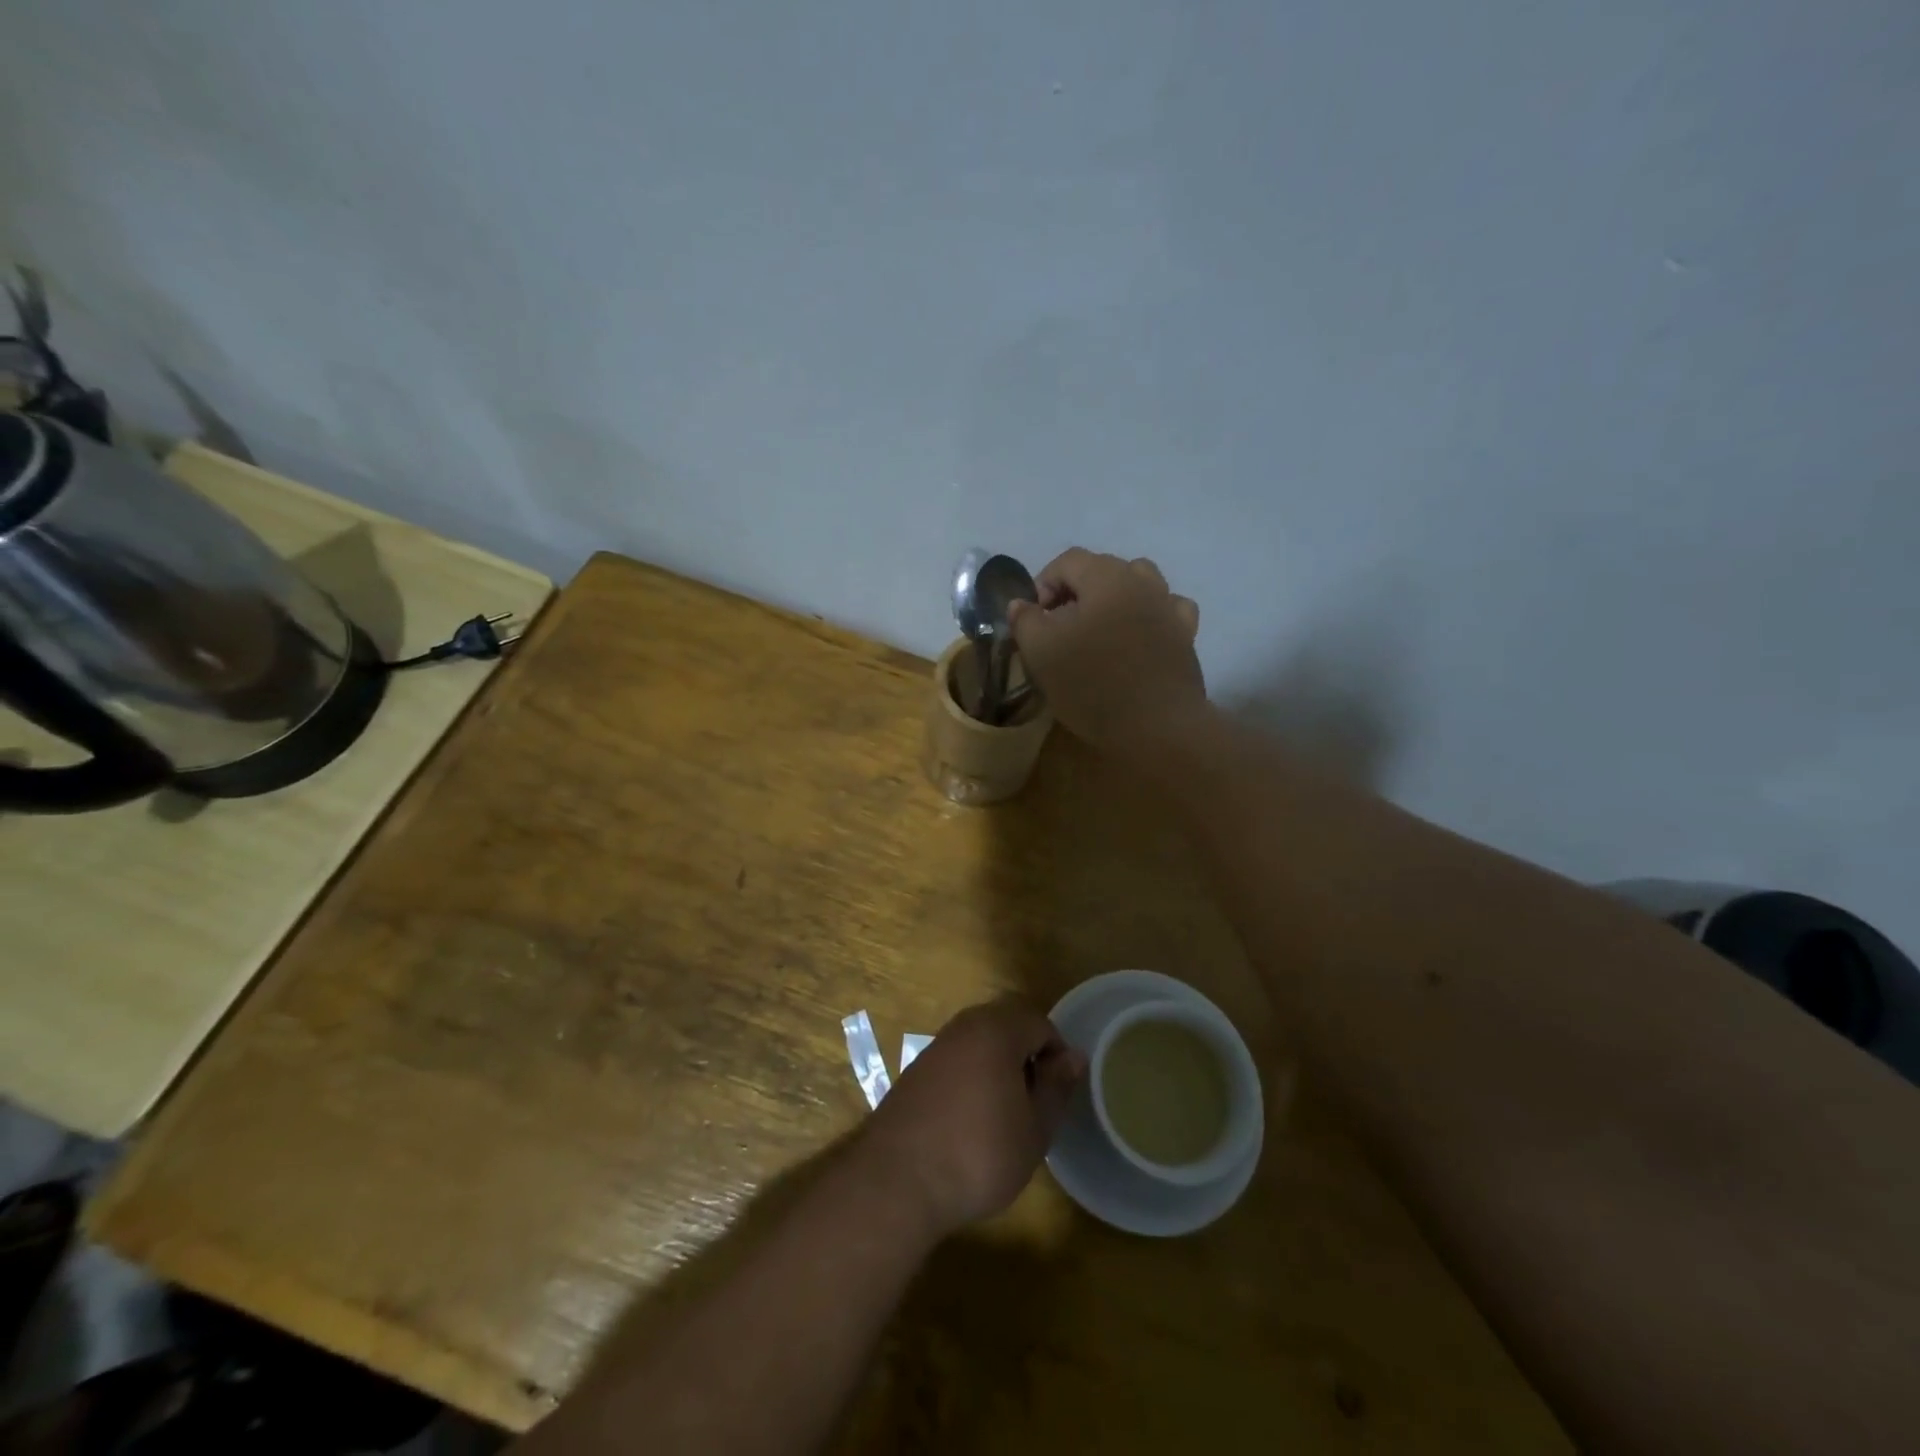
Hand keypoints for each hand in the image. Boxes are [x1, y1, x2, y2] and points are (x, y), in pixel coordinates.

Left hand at [858, 998, 1085, 1237]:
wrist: (897, 1180)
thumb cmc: (979, 1154)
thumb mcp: (1033, 1129)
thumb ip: (1056, 1087)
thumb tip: (1074, 1056)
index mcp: (996, 1029)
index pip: (1040, 1022)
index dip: (1057, 1054)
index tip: (1059, 1093)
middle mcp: (963, 1027)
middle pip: (1007, 1025)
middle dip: (1027, 1055)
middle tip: (1035, 1101)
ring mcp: (935, 1047)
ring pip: (980, 1041)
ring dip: (999, 1066)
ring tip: (1007, 1113)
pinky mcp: (916, 1071)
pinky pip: (956, 1059)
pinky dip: (972, 1077)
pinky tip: (972, 1119)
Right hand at [1007, 548, 1205, 757]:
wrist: (1156, 727)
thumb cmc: (1092, 685)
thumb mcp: (1041, 653)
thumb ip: (1025, 621)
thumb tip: (1021, 603)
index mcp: (1107, 577)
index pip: (1068, 560)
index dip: (1043, 583)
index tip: (1033, 619)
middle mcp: (1144, 582)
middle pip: (1104, 569)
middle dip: (1076, 591)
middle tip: (1058, 628)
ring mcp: (1170, 608)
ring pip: (1139, 584)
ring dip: (1114, 598)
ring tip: (1098, 630)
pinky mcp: (1186, 636)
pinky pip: (1167, 610)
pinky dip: (1149, 615)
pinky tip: (1139, 636)